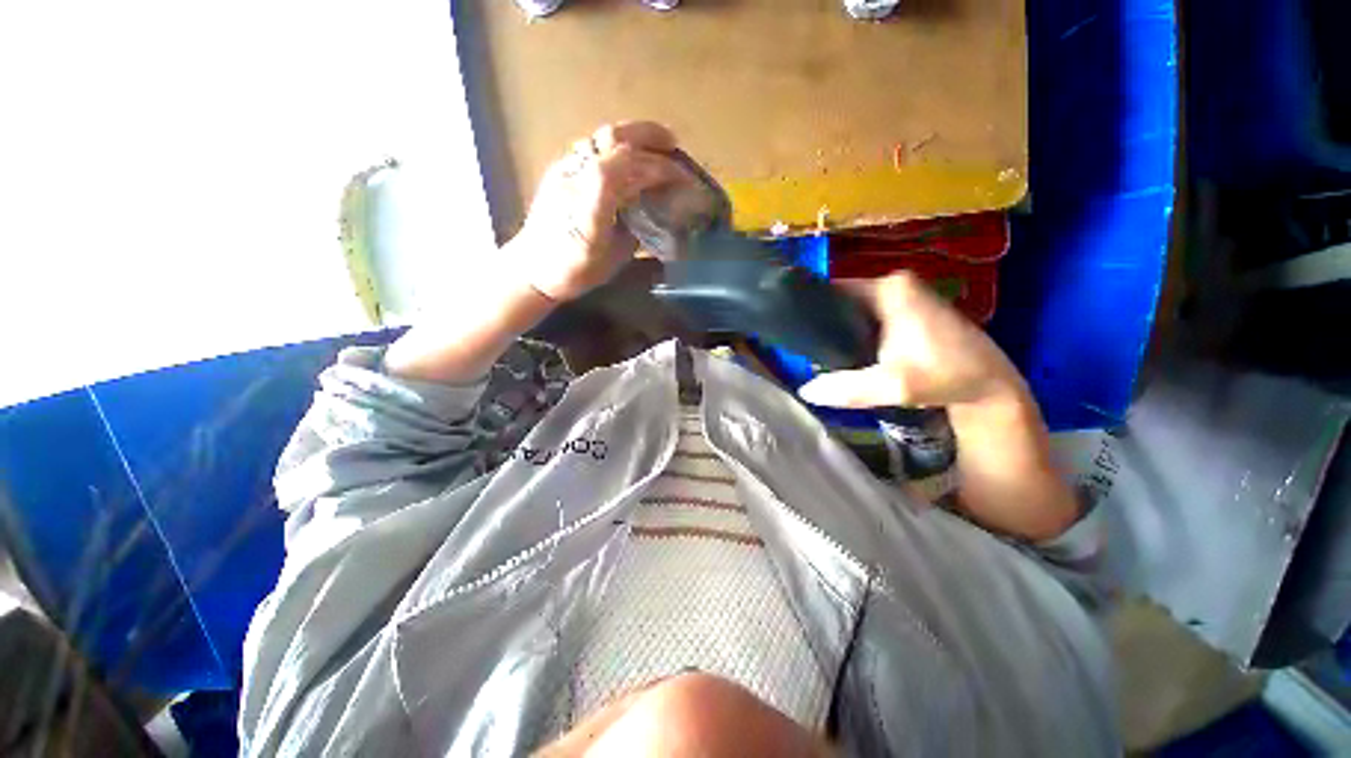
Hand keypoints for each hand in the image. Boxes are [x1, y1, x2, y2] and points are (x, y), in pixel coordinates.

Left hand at [514, 122, 685, 301]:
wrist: (532, 269)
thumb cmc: (573, 270)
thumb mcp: (611, 257)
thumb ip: (633, 230)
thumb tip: (650, 208)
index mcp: (591, 200)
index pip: (630, 167)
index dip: (660, 169)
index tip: (684, 179)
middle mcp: (575, 175)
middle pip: (613, 140)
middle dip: (649, 137)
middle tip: (673, 144)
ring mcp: (565, 169)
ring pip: (600, 139)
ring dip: (633, 137)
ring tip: (656, 147)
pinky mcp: (560, 171)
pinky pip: (592, 150)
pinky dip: (617, 149)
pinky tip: (628, 162)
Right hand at [798, 272, 1024, 410]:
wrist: (991, 386)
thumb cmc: (945, 377)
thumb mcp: (894, 386)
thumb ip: (847, 388)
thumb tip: (804, 390)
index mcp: (889, 289)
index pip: (832, 289)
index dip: (809, 308)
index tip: (791, 330)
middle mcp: (894, 284)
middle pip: (842, 299)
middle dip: (822, 322)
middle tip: (801, 348)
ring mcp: (903, 295)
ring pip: (854, 309)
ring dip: (836, 329)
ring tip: (815, 351)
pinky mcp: (908, 310)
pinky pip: (867, 316)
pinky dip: (853, 332)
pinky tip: (843, 352)